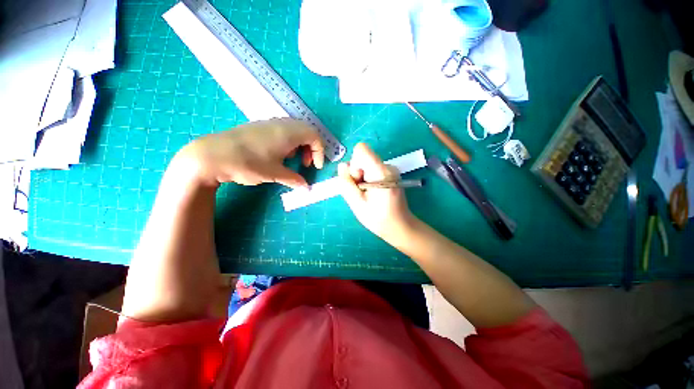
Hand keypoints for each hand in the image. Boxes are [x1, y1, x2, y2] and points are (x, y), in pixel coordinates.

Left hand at [176, 118, 323, 187]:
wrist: (212, 155)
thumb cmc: (248, 163)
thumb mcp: (275, 174)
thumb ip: (294, 179)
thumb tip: (307, 188)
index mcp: (288, 133)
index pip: (315, 136)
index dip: (320, 152)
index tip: (316, 167)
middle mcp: (281, 124)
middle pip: (307, 131)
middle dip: (311, 148)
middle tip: (305, 164)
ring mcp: (269, 123)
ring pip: (295, 130)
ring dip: (300, 145)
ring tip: (293, 160)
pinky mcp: (259, 127)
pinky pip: (283, 130)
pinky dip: (289, 142)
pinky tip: (278, 154)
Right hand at [338, 143, 415, 244]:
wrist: (399, 227)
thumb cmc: (378, 218)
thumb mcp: (356, 203)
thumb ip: (346, 182)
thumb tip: (342, 165)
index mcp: (381, 171)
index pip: (361, 149)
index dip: (354, 163)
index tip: (358, 180)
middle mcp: (388, 166)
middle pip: (363, 158)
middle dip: (357, 173)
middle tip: (362, 192)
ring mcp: (390, 170)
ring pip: (367, 165)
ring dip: (362, 178)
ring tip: (368, 195)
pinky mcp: (390, 174)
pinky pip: (372, 170)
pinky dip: (368, 180)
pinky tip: (373, 193)